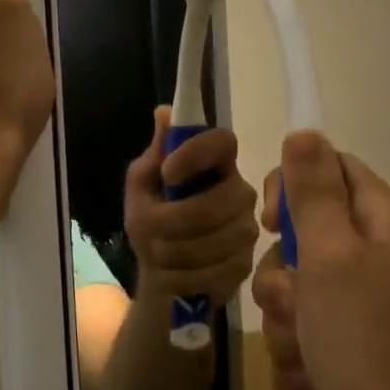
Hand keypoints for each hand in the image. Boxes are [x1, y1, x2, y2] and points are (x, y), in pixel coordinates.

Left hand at [123, 107, 258, 308]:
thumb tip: (163, 112)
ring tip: (160, 255)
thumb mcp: (142, 186)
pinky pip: (219, 271)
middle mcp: (239, 190)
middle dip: (177, 220)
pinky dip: (187, 277)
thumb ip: (155, 154)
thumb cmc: (151, 222)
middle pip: (222, 201)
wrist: (161, 275)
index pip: (223, 141)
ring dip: (177, 252)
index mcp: (214, 163)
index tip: (168, 172)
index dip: (197, 154)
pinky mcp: (247, 264)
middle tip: (152, 229)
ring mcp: (247, 228)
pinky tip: (176, 275)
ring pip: (219, 240)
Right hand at [251, 131, 389, 389]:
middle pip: (303, 236)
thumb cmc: (367, 341)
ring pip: (297, 291)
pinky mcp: (356, 345)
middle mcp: (378, 253)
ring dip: (286, 325)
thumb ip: (314, 192)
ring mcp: (368, 303)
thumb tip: (305, 130)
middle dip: (283, 278)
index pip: (327, 168)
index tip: (271, 225)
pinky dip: (301, 359)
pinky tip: (315, 382)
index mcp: (381, 219)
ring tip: (308, 355)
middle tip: (295, 305)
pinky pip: (306, 334)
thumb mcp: (331, 256)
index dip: (291, 189)